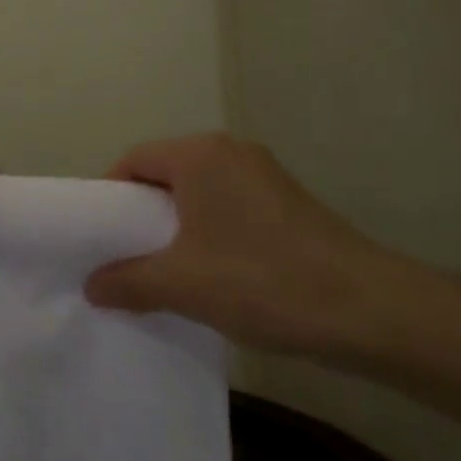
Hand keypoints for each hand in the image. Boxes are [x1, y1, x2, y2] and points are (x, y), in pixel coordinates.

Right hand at [84, 134, 426, 357]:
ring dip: (176, 225)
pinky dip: (209, 230)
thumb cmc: (261, 281)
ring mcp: (263, 174)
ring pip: (199, 191)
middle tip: (125, 255)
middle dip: (142, 213)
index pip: (134, 160)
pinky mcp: (287, 200)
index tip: (100, 237)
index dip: (110, 196)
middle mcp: (230, 150)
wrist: (369, 310)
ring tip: (166, 269)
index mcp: (199, 154)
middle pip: (166, 173)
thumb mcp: (182, 284)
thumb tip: (91, 286)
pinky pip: (228, 204)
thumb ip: (127, 281)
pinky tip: (212, 272)